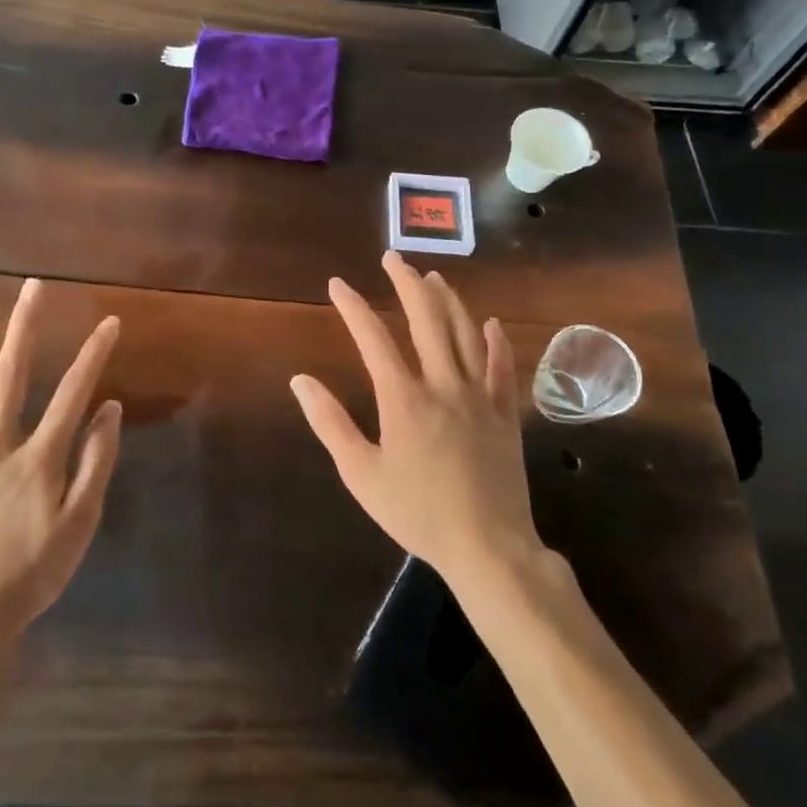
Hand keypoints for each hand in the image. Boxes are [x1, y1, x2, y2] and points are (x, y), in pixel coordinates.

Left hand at [0, 279, 122, 646]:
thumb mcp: (80, 525)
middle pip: (12, 377)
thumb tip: (109, 410)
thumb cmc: (32, 574)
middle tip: (32, 288)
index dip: (93, 355)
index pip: (72, 394)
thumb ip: (96, 464)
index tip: (109, 322)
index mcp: (39, 458)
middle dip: (24, 328)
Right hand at [290, 251, 541, 591]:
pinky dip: (495, 341)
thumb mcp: (361, 474)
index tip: (338, 284)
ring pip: (465, 334)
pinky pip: (502, 366)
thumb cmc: (418, 513)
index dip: (353, 307)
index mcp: (404, 398)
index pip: (374, 338)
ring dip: (448, 300)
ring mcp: (479, 395)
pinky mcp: (506, 413)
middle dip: (406, 284)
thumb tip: (300, 381)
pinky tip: (489, 323)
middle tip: (393, 259)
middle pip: (426, 320)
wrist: (488, 548)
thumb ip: (330, 423)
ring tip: (433, 277)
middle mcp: (443, 384)